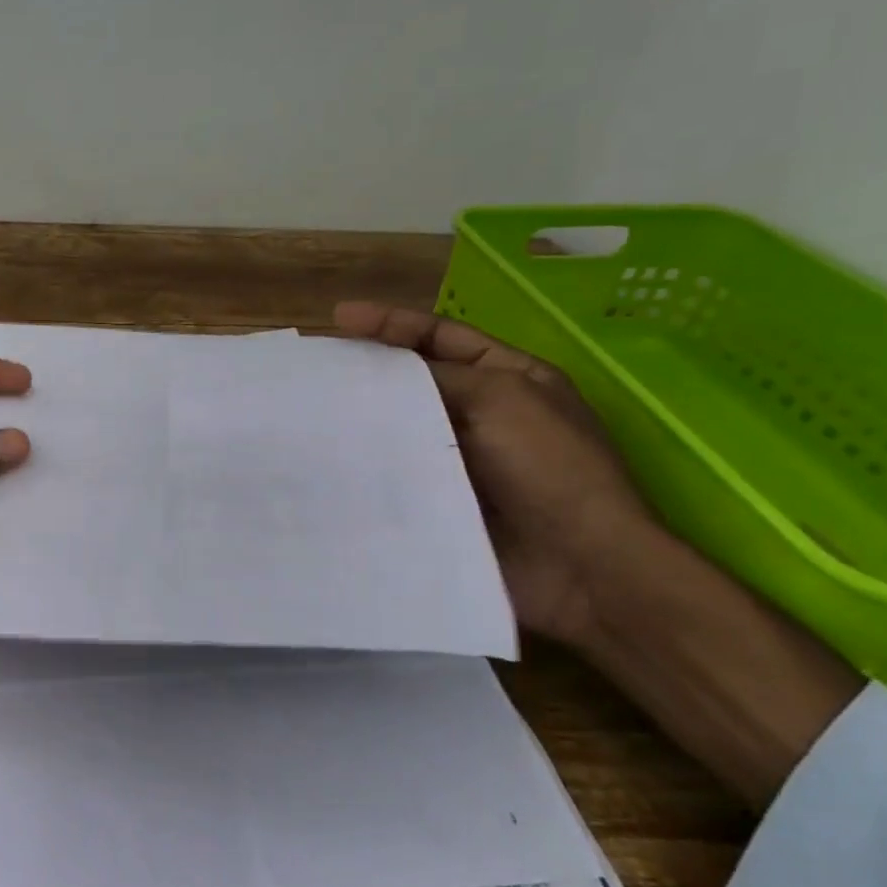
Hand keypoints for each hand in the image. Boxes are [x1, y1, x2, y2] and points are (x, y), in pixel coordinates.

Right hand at [337, 301, 863, 807]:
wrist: (580, 569)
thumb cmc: (550, 468)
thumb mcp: (501, 398)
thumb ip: (436, 377)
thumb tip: (373, 376)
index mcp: (508, 378)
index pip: (440, 335)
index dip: (390, 323)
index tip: (337, 318)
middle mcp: (480, 414)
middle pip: (412, 380)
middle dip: (366, 370)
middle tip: (313, 366)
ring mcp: (457, 460)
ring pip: (397, 428)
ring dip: (359, 419)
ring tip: (306, 410)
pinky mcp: (437, 501)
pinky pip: (393, 473)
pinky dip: (364, 465)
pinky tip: (325, 459)